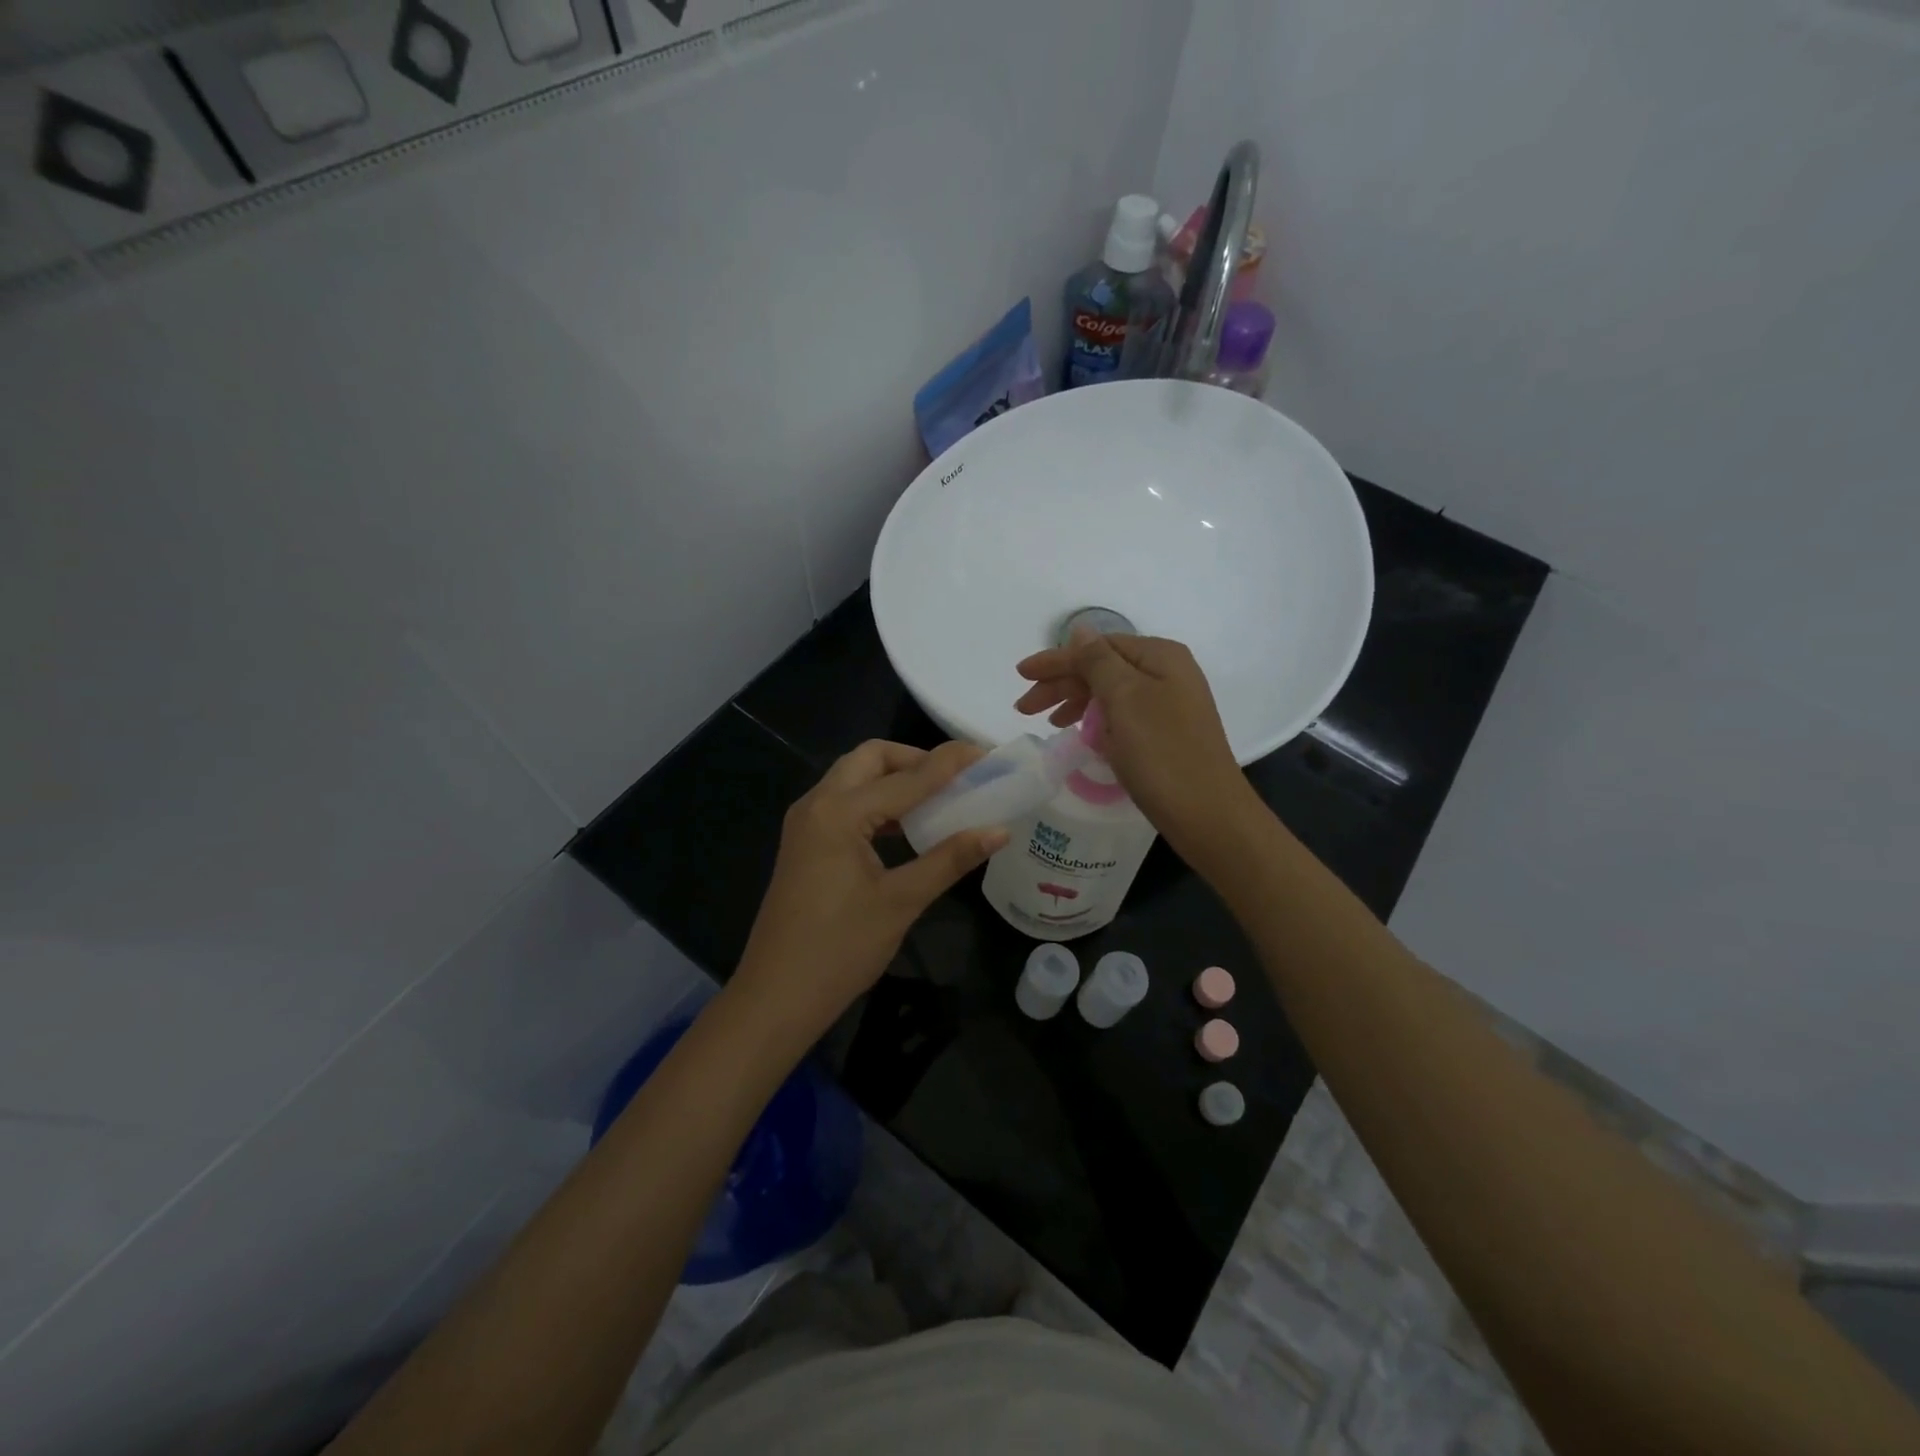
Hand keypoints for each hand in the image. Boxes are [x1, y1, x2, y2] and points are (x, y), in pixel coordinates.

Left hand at [730, 740, 1006, 1041]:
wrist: (777, 996)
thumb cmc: (840, 949)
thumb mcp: (902, 901)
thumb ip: (950, 859)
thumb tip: (999, 831)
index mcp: (839, 812)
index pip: (907, 777)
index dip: (950, 764)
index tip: (988, 755)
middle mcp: (817, 803)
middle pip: (871, 758)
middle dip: (916, 760)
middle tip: (957, 779)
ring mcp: (806, 822)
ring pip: (855, 778)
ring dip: (895, 779)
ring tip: (939, 799)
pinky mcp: (804, 842)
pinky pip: (844, 802)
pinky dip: (877, 802)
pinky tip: (906, 826)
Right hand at [1015, 633, 1257, 862]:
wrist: (1208, 813)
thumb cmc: (1161, 752)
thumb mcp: (1125, 698)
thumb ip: (1098, 661)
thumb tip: (1080, 630)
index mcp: (1159, 656)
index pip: (1096, 647)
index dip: (1056, 660)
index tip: (1020, 675)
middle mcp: (1168, 672)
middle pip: (1102, 668)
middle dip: (1062, 683)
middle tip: (1024, 707)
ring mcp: (1169, 704)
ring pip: (1110, 692)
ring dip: (1076, 701)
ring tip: (1049, 722)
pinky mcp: (1166, 733)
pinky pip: (1122, 715)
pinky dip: (1097, 720)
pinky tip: (1081, 733)